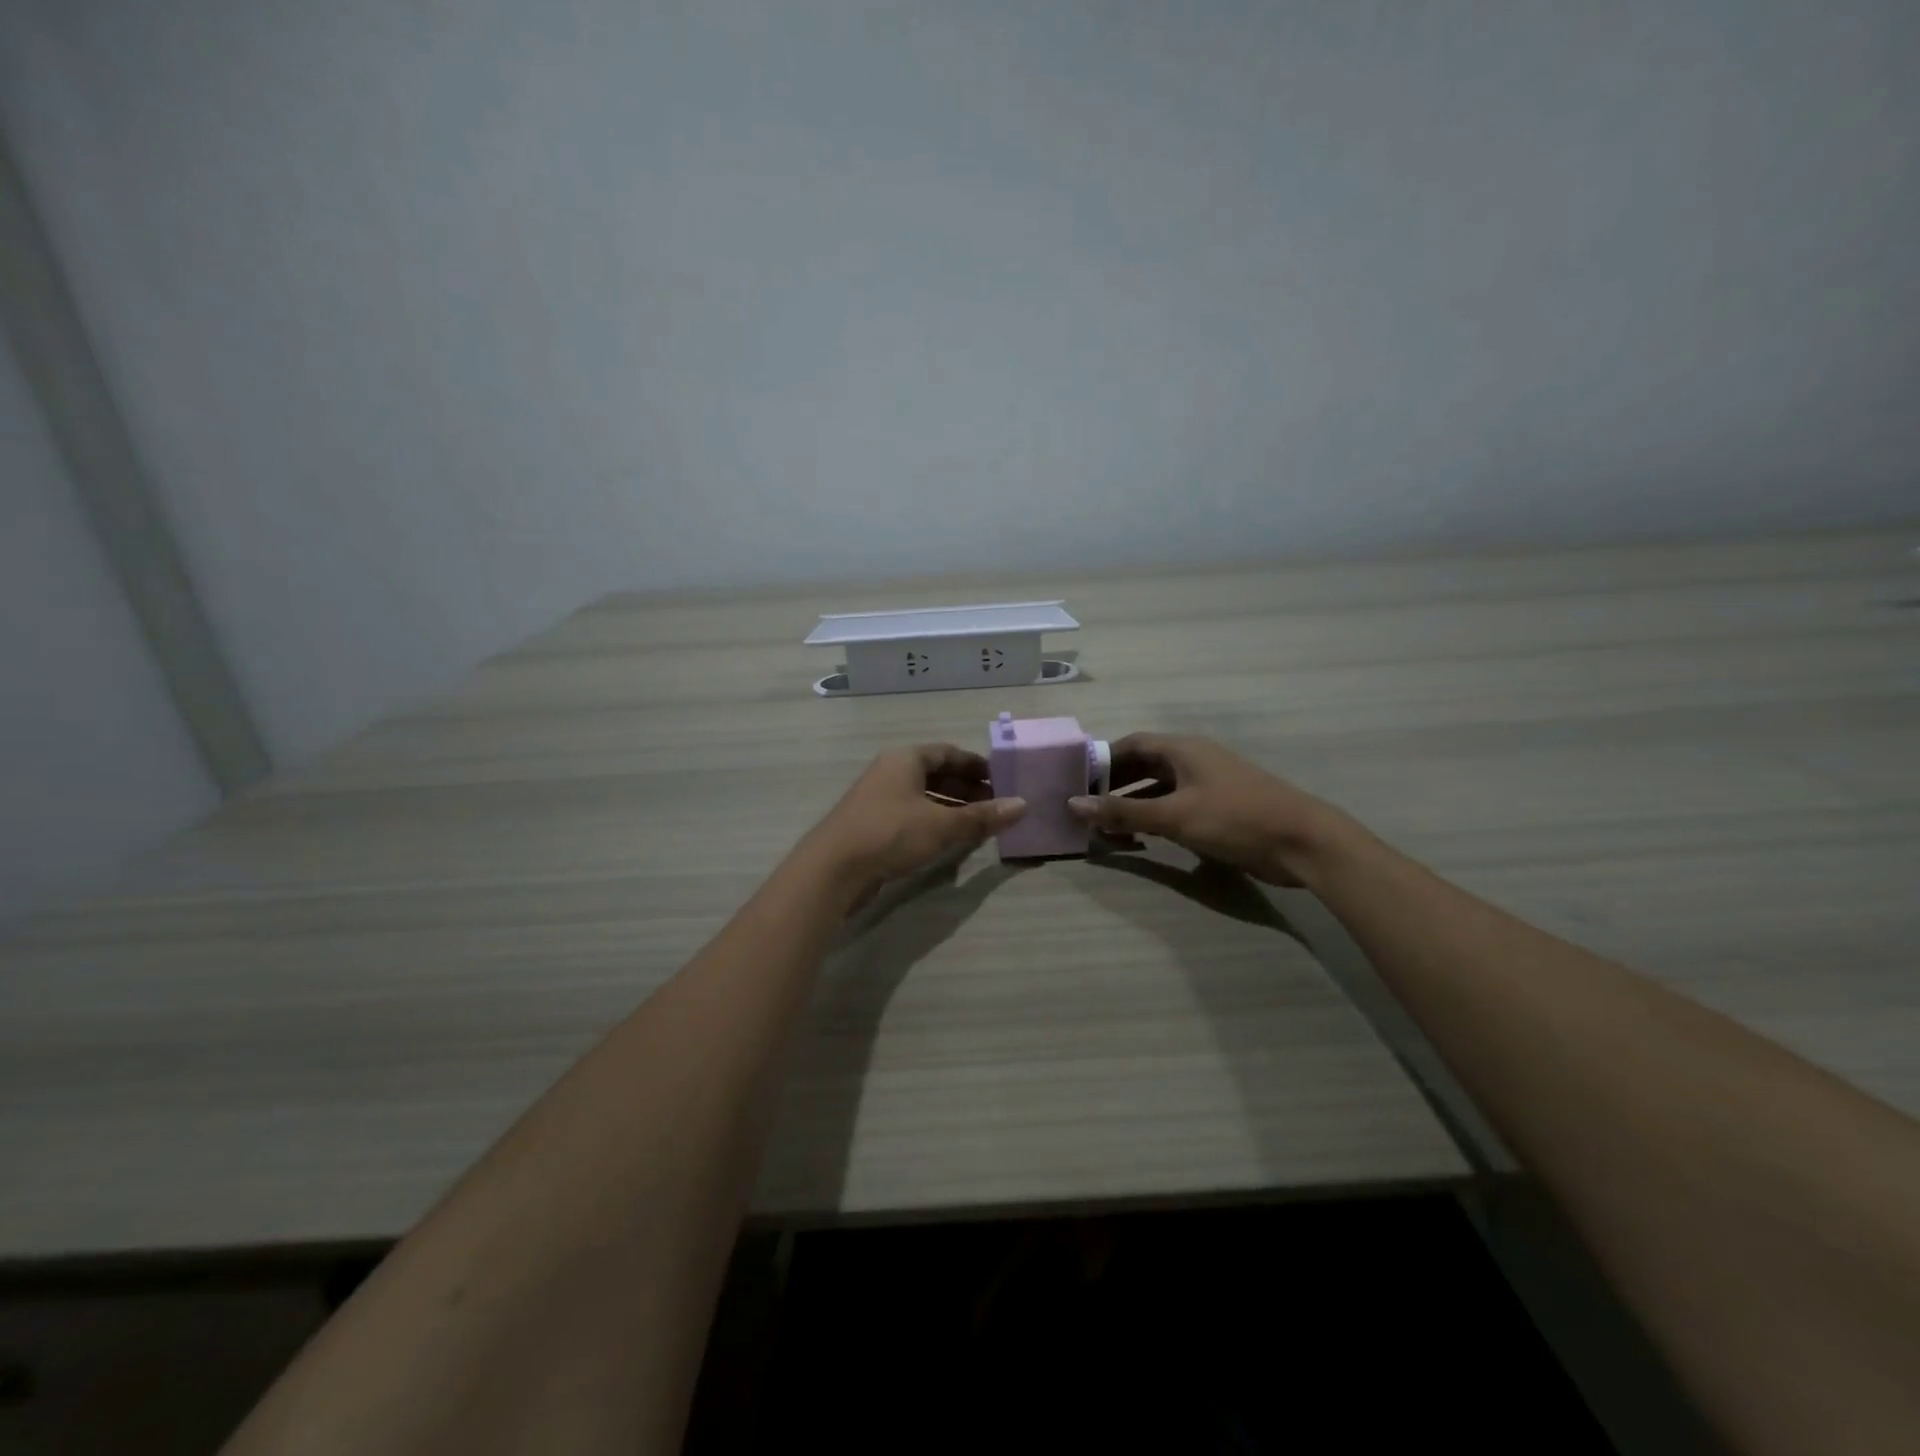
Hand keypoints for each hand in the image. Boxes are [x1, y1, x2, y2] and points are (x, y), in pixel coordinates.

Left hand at [805, 745, 1026, 890]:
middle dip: (967, 788)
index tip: (1002, 780)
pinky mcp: (872, 824)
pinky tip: (950, 839)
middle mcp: (890, 771)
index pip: (948, 753)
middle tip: (996, 804)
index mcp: (905, 759)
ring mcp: (878, 798)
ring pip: (924, 796)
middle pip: (936, 773)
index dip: (976, 765)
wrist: (832, 868)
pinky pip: (912, 814)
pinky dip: (934, 821)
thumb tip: (1023, 805)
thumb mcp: (942, 824)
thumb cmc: (890, 834)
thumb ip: (982, 816)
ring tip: (979, 823)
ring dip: (952, 806)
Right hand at [1067, 733, 1352, 887]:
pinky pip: (1175, 808)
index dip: (1103, 760)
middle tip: (1086, 807)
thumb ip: (1124, 812)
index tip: (1076, 779)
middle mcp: (1193, 761)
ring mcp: (1207, 786)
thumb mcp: (1174, 816)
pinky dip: (1154, 819)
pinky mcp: (1218, 811)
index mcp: (1183, 750)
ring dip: (1133, 806)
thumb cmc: (1235, 818)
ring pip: (1159, 790)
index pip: (1132, 744)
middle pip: (1144, 766)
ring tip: (1106, 828)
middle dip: (1114, 786)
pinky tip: (1140, 839)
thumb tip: (1074, 805)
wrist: (1302, 843)